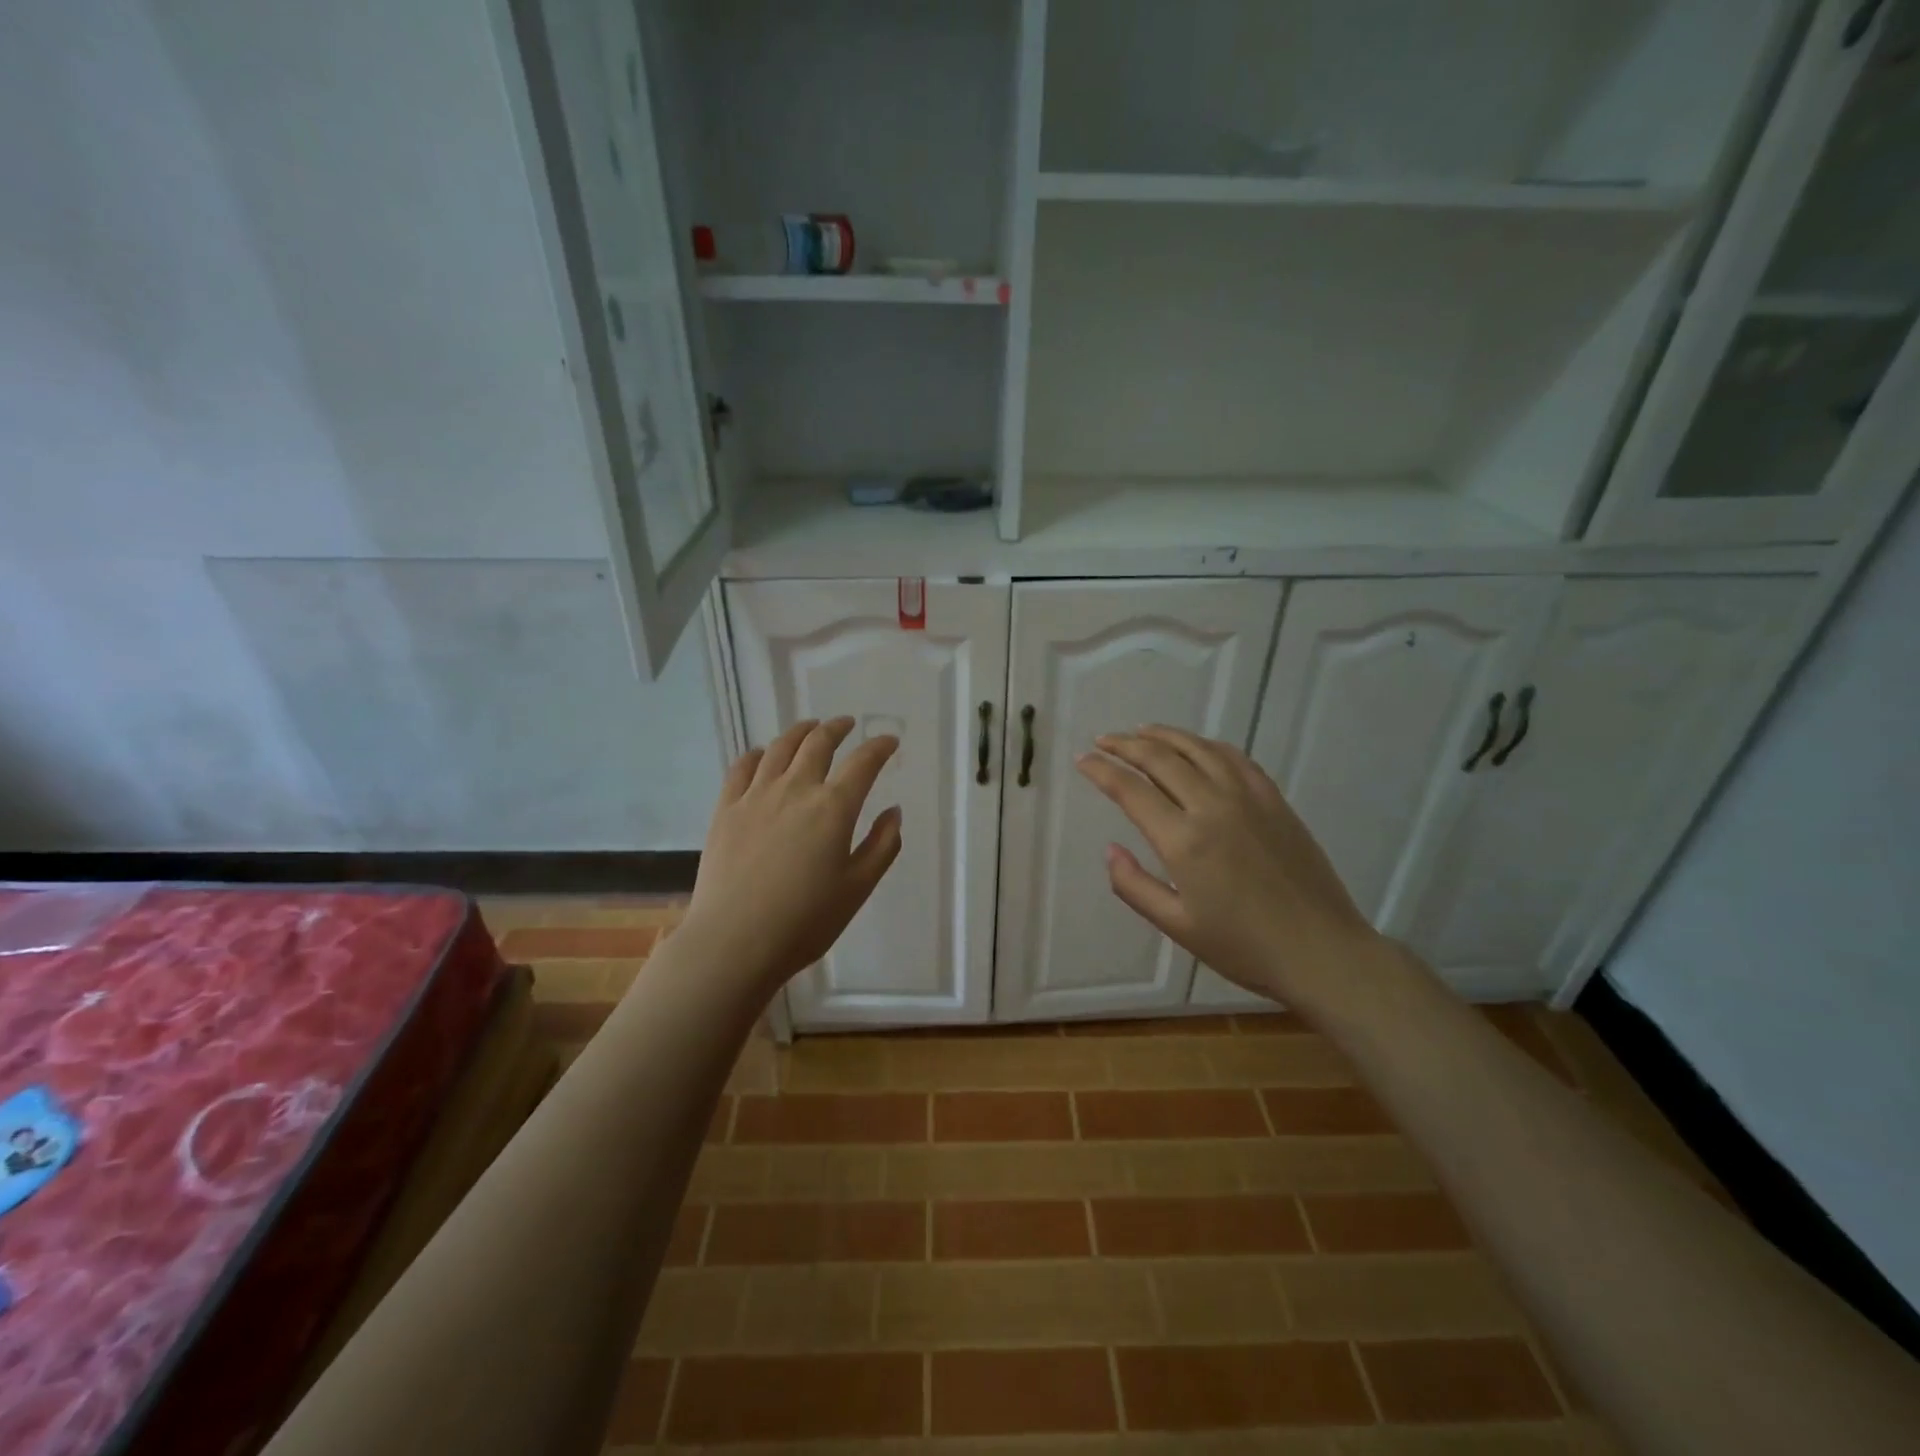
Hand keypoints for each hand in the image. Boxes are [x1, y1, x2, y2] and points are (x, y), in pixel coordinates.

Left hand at [683, 718, 902, 994]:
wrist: (734, 940)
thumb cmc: (805, 920)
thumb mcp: (857, 888)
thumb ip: (882, 846)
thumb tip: (893, 812)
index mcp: (834, 808)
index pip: (863, 763)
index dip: (880, 747)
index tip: (889, 741)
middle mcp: (796, 789)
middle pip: (818, 743)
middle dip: (837, 728)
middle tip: (847, 724)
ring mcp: (756, 795)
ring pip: (780, 748)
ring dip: (800, 731)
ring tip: (810, 727)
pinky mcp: (726, 808)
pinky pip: (742, 767)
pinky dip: (758, 753)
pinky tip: (764, 754)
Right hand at [1076, 725, 1384, 1008]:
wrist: (1322, 951)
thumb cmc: (1243, 946)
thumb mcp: (1177, 925)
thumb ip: (1134, 886)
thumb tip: (1110, 849)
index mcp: (1184, 841)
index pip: (1131, 790)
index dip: (1101, 770)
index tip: (1082, 760)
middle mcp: (1213, 806)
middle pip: (1161, 759)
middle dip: (1125, 745)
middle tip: (1103, 740)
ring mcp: (1248, 798)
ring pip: (1198, 749)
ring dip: (1164, 735)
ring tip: (1140, 732)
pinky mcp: (1274, 800)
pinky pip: (1235, 758)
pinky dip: (1207, 745)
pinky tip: (1196, 746)